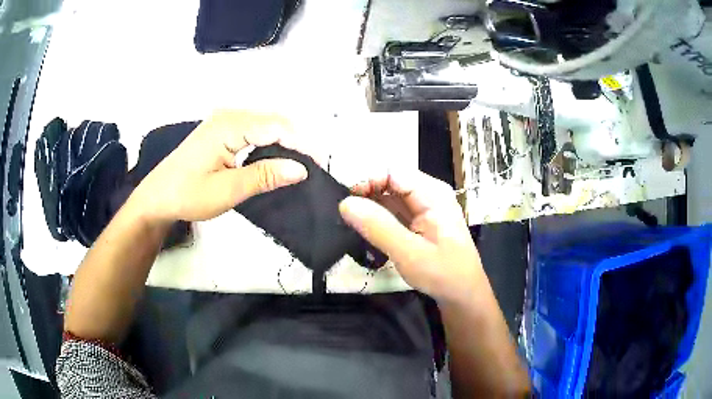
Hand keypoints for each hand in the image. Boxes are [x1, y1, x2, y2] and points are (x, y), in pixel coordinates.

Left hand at [130, 110, 308, 223]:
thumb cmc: (187, 194)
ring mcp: (225, 121)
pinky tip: (275, 159)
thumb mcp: (227, 190)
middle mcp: (229, 116)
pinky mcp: (222, 131)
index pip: (277, 126)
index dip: (302, 144)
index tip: (320, 166)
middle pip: (274, 121)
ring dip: (285, 142)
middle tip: (312, 168)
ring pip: (266, 125)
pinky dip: (270, 143)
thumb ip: (264, 176)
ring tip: (299, 165)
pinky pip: (254, 131)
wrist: (157, 197)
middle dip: (297, 141)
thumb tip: (300, 169)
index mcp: (230, 125)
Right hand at [339, 170, 482, 302]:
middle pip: (390, 182)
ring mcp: (424, 207)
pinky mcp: (419, 220)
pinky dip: (378, 219)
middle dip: (366, 194)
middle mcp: (428, 194)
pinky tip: (366, 230)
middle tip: (344, 215)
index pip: (393, 172)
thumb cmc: (442, 273)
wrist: (463, 293)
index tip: (346, 201)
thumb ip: (377, 227)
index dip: (367, 181)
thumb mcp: (408, 252)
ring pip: (390, 197)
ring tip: (350, 223)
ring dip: (370, 207)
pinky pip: (394, 211)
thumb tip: (345, 204)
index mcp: (432, 193)